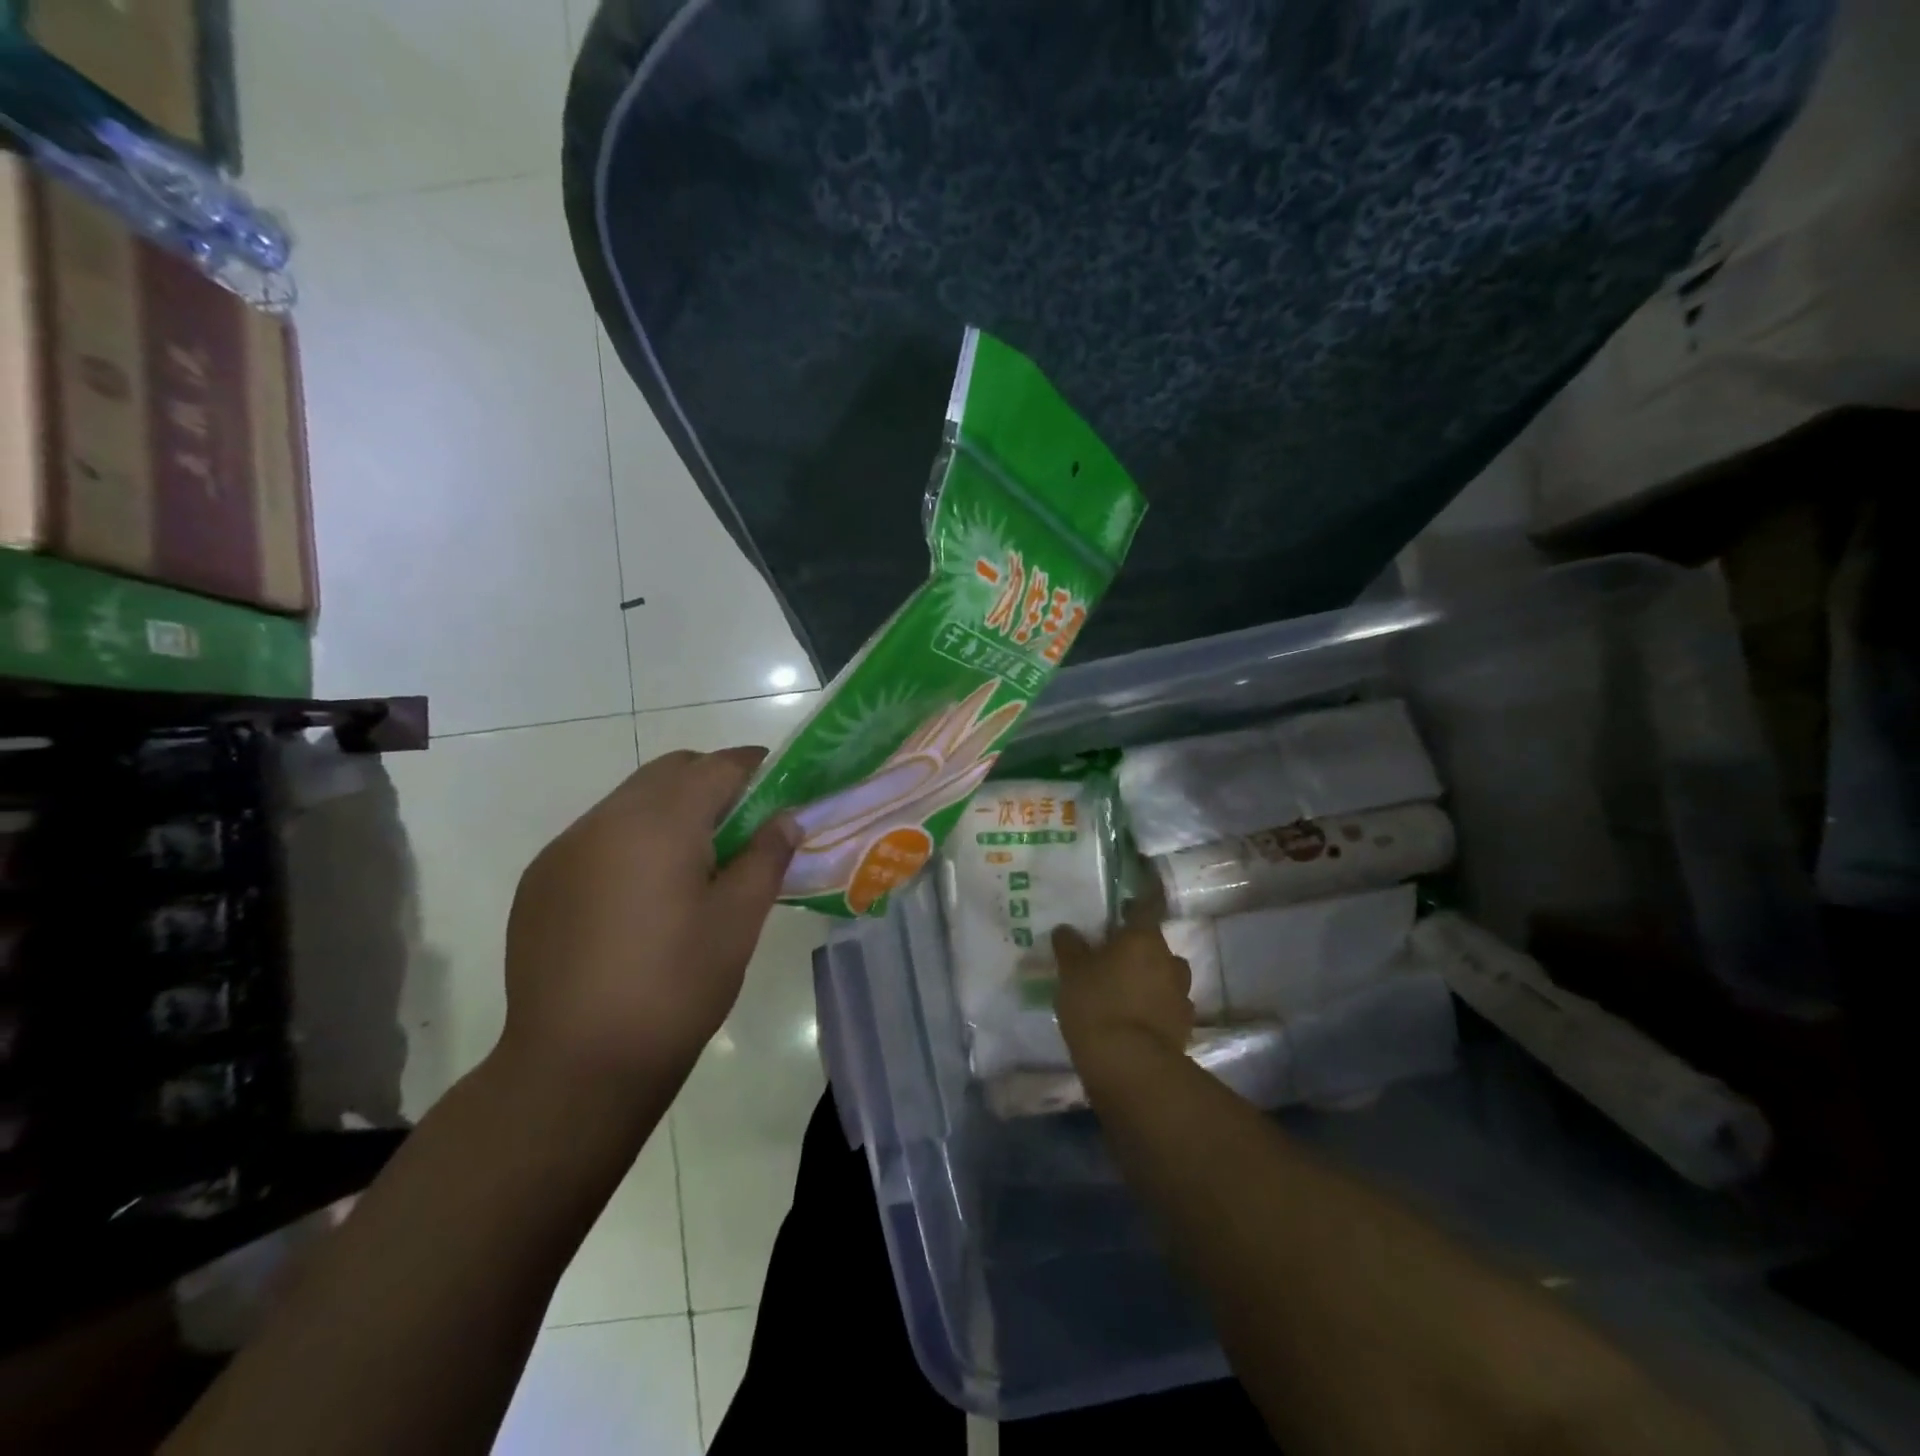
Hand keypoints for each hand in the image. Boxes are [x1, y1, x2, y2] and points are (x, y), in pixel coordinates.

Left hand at [499, 748, 800, 1105]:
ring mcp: (564, 850)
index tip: (780, 784)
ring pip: (629, 801)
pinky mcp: (539, 882)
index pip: (716, 767)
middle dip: (711, 782)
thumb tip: (786, 818)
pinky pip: (597, 836)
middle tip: (743, 825)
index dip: (754, 767)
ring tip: (695, 864)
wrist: (574, 1067)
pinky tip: (643, 894)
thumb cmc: (674, 988)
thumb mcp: (738, 922)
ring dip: (669, 811)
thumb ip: (766, 857)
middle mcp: (604, 821)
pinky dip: (632, 841)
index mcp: (659, 824)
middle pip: (669, 772)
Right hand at [1052, 911, 1193, 1083]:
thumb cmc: (1097, 1004)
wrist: (1130, 1066)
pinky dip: (1155, 1008)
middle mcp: (1168, 960)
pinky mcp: (1184, 1026)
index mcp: (1143, 938)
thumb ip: (1069, 946)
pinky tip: (1136, 1020)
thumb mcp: (1071, 972)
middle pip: (1155, 946)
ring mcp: (1181, 994)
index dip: (1137, 903)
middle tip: (1113, 960)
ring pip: (1165, 976)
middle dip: (1138, 950)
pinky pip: (1168, 1006)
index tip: (1125, 906)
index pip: (1147, 907)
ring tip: (1125, 993)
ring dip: (1150, 980)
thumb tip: (1066, 929)